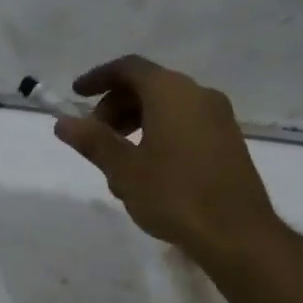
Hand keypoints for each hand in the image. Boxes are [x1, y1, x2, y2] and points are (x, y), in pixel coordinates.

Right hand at [54, 56, 283, 265]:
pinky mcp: (228, 141)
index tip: (76, 94)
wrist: (238, 234)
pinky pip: (186, 123)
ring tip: (117, 162)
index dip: (98, 78)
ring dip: (136, 123)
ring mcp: (219, 118)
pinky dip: (160, 133)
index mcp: (171, 92)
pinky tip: (148, 171)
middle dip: (115, 106)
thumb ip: (93, 141)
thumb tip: (63, 122)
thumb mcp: (124, 169)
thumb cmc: (175, 195)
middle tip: (94, 137)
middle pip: (148, 86)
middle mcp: (198, 95)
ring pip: (167, 107)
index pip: (129, 68)